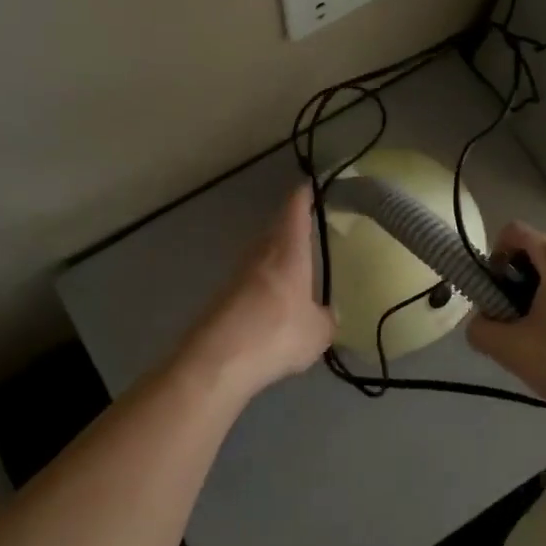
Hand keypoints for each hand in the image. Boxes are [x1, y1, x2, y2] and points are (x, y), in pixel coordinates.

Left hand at [177, 185, 333, 401]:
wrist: (217, 360)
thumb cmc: (277, 333)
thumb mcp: (318, 333)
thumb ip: (325, 319)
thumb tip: (327, 315)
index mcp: (288, 251)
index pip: (294, 209)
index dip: (304, 195)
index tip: (311, 185)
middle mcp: (260, 254)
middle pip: (275, 229)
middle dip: (291, 226)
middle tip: (309, 229)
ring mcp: (237, 275)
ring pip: (261, 255)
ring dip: (276, 257)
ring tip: (295, 268)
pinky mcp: (223, 298)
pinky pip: (250, 282)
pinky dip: (263, 286)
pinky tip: (273, 305)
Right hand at [466, 221, 545, 429]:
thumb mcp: (514, 351)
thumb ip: (482, 330)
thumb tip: (480, 322)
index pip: (515, 232)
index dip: (495, 255)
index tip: (494, 291)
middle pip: (538, 256)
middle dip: (518, 284)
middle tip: (514, 322)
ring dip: (542, 300)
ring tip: (541, 341)